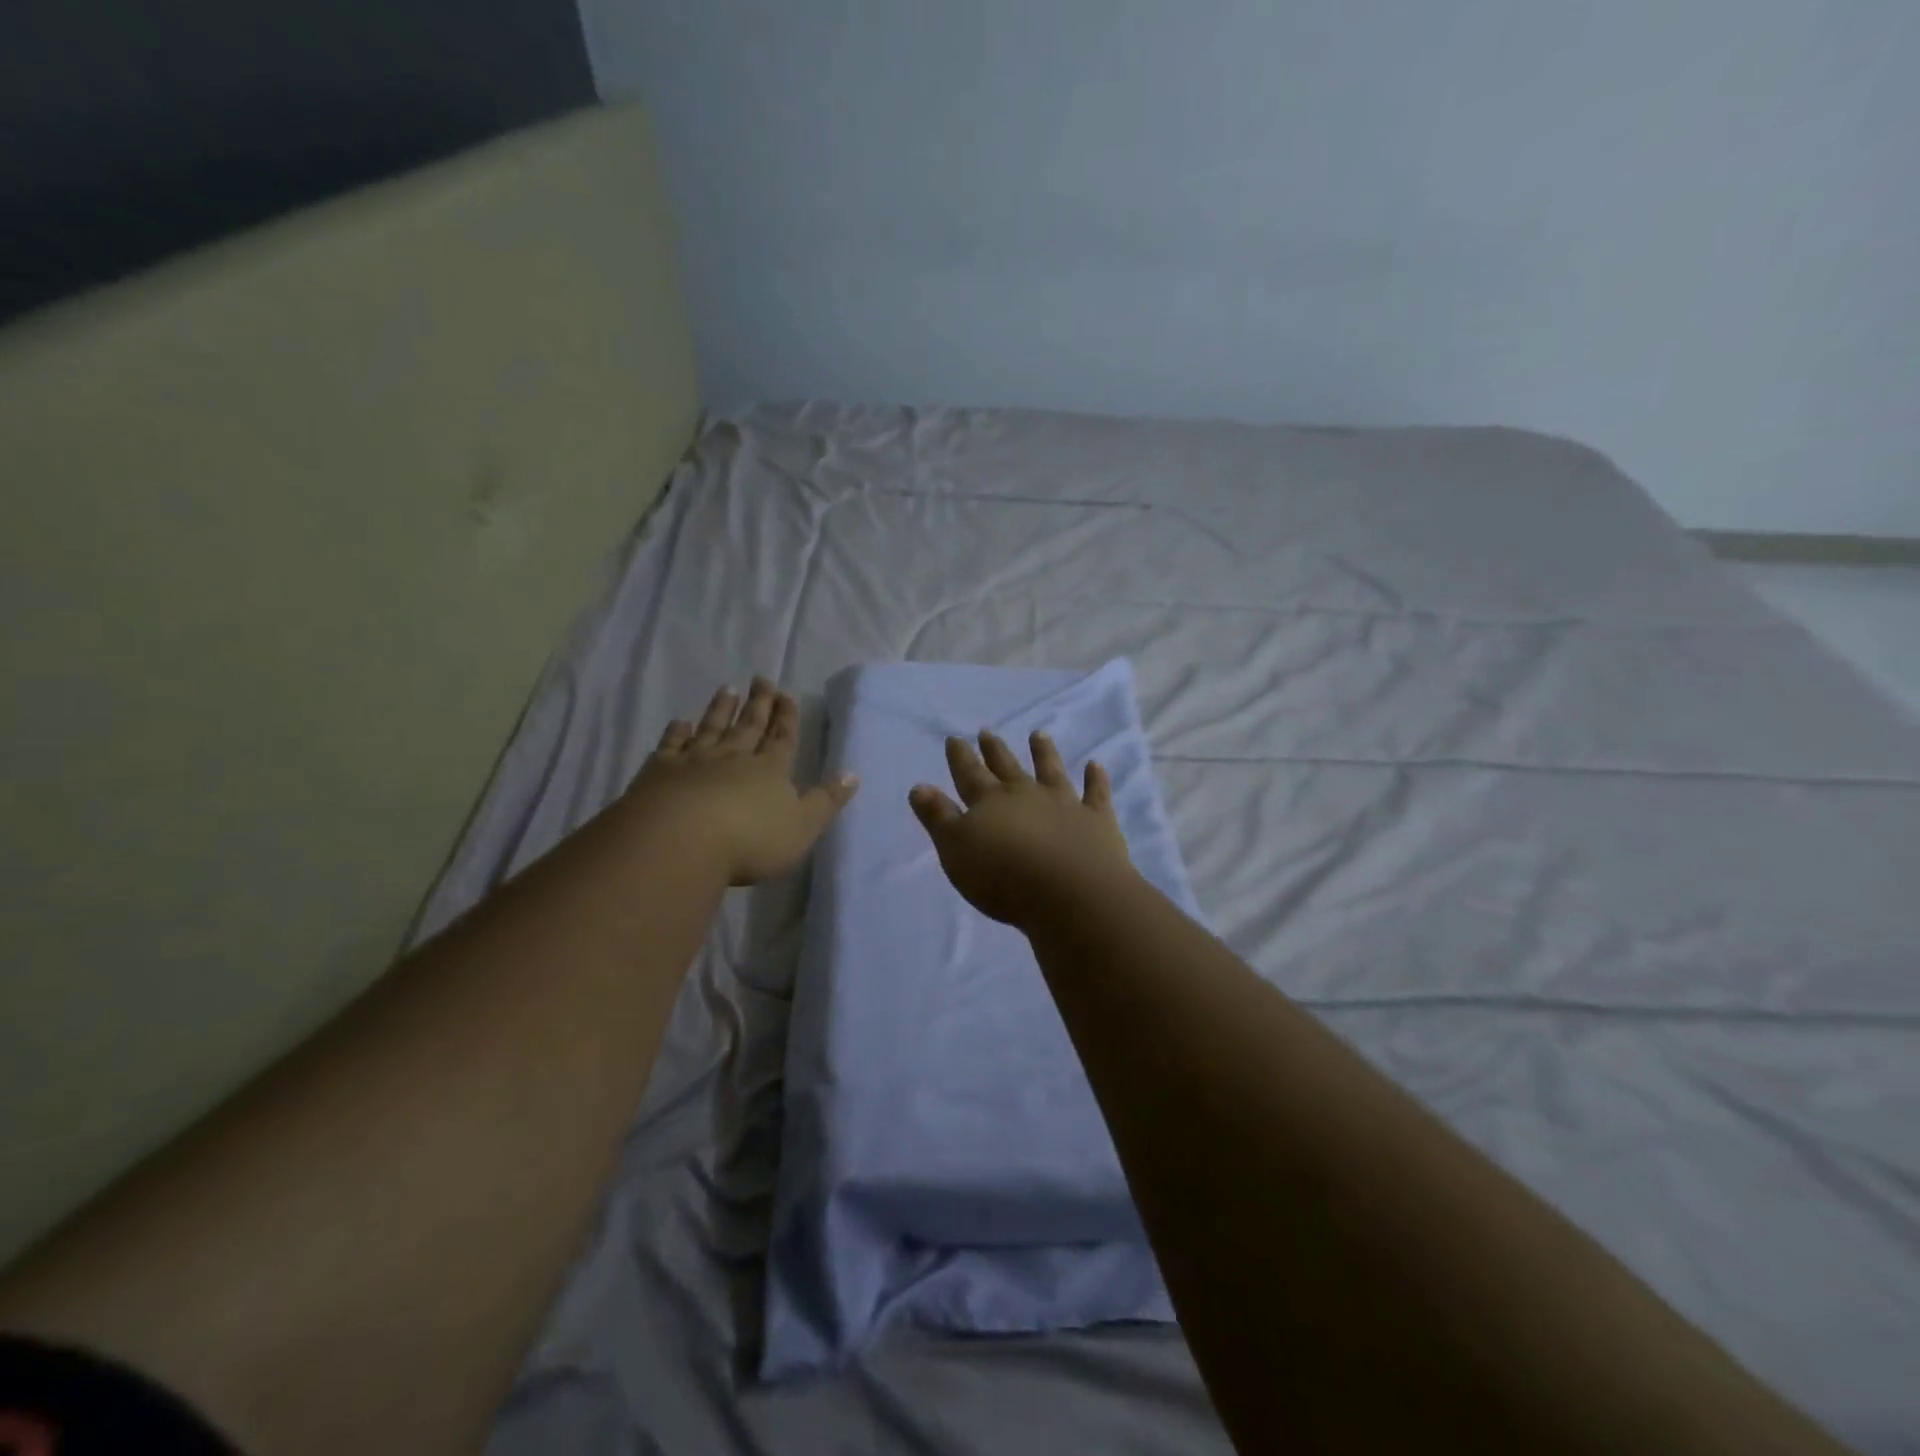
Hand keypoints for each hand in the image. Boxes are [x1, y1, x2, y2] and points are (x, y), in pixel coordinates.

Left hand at [624, 678, 857, 885]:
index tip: (786, 694)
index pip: (782, 738)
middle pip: (749, 726)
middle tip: (761, 680)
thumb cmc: (751, 840)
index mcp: (770, 770)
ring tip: (727, 689)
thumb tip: (852, 774)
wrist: (682, 841)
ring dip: (721, 709)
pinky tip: (680, 722)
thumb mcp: (802, 827)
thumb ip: (826, 801)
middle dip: (758, 704)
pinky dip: (677, 732)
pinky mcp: (661, 771)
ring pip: (712, 728)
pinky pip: (671, 745)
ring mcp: (695, 761)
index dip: (786, 717)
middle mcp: (734, 757)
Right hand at [909, 729, 1135, 928]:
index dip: (960, 757)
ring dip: (1044, 753)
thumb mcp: (956, 850)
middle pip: (1007, 768)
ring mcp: (1065, 804)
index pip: (969, 774)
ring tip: (1038, 735)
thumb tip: (920, 786)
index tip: (955, 738)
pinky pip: (1096, 793)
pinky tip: (1095, 765)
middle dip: (994, 751)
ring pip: (1051, 771)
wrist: (1069, 892)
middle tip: (987, 732)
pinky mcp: (1097, 821)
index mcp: (990, 802)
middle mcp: (1026, 795)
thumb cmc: (1003, 876)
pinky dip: (1095, 779)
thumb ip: (939, 818)